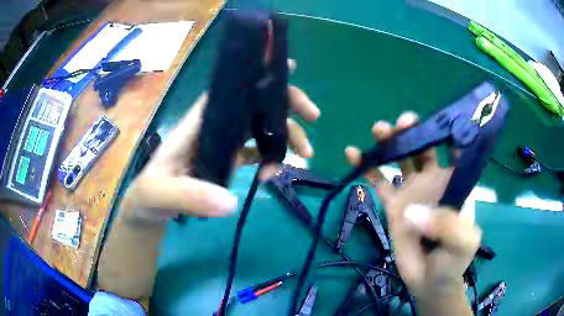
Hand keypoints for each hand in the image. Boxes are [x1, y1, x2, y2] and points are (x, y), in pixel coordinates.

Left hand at [124, 60, 319, 221]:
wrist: (150, 207)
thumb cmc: (150, 192)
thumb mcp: (161, 193)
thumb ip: (189, 196)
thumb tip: (230, 201)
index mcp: (198, 122)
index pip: (230, 89)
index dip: (257, 75)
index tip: (287, 66)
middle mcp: (215, 125)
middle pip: (254, 105)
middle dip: (285, 106)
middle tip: (313, 117)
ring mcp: (224, 142)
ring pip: (261, 127)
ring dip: (285, 137)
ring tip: (304, 157)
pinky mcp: (228, 159)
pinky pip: (256, 151)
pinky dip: (270, 159)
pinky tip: (271, 175)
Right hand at [345, 112, 481, 299]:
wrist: (430, 280)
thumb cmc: (453, 260)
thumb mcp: (462, 243)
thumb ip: (448, 225)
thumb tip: (412, 211)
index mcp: (455, 182)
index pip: (455, 150)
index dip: (449, 131)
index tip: (439, 119)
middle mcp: (434, 180)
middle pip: (424, 147)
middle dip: (414, 131)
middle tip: (403, 123)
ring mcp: (412, 191)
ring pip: (400, 158)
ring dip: (390, 141)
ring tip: (379, 130)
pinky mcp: (393, 204)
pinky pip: (379, 181)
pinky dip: (367, 166)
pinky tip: (352, 153)